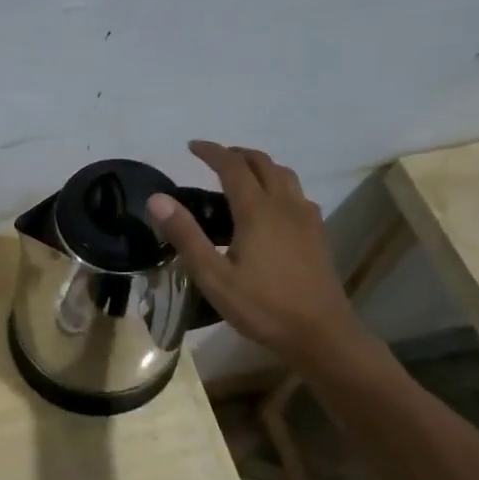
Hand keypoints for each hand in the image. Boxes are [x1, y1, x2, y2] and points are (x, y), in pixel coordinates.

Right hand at [147, 141, 371, 371]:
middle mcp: (285, 205)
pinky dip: (279, 186)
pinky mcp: (318, 235)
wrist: (320, 333)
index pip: (232, 166)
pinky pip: (298, 195)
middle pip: (263, 164)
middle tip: (214, 158)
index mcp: (257, 211)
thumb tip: (158, 199)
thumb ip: (185, 235)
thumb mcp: (213, 276)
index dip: (212, 152)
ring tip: (242, 175)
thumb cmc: (262, 307)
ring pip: (285, 176)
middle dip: (237, 154)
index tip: (192, 146)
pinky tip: (272, 207)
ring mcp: (306, 219)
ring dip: (261, 166)